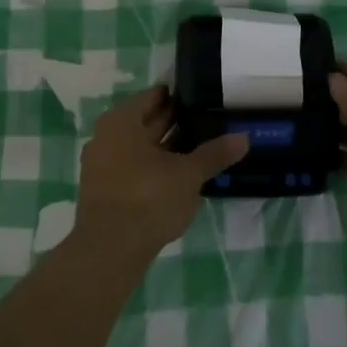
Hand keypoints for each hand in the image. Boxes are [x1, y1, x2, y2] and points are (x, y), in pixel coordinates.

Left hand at [74, 86, 248, 262]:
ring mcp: (102, 164)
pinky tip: (178, 176)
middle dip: (174, 122)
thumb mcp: (188, 175)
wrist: (109, 251)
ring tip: (199, 148)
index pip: (154, 97)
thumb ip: (214, 154)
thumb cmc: (148, 198)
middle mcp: (106, 136)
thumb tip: (243, 138)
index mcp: (122, 120)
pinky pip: (133, 167)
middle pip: (146, 121)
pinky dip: (154, 167)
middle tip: (206, 120)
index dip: (178, 96)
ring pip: (140, 147)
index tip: (201, 97)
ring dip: (166, 147)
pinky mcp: (105, 190)